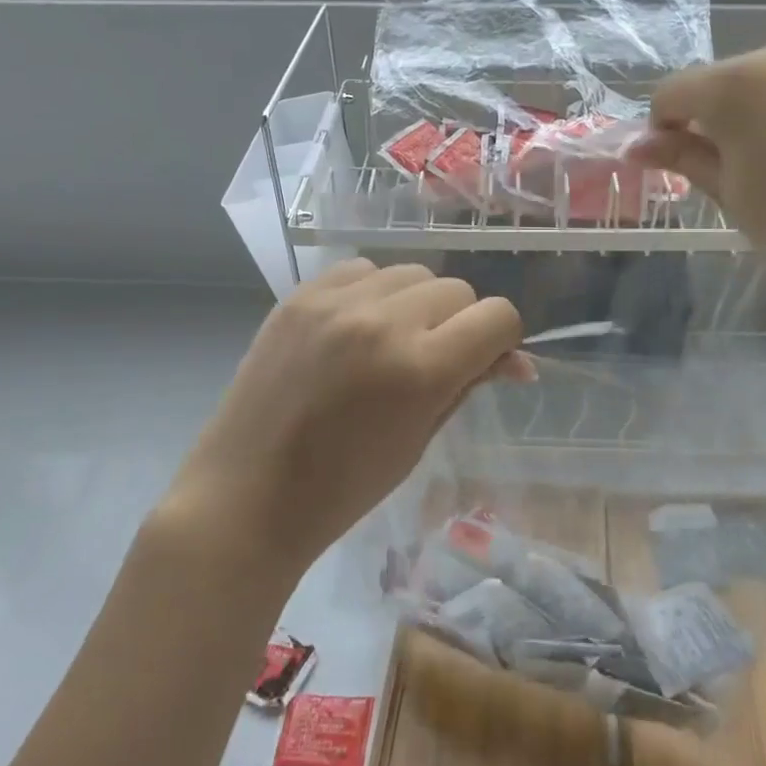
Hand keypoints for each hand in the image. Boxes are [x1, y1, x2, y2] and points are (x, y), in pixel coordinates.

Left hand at [170, 260, 530, 573]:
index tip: (486, 362)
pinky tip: (356, 327)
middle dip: (460, 323)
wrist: (247, 494)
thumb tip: (517, 361)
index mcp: (420, 369)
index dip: (502, 340)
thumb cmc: (344, 487)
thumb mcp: (420, 439)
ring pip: (412, 273)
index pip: (497, 317)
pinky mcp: (300, 296)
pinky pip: (362, 270)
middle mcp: (382, 322)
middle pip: (458, 289)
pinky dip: (373, 293)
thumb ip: (468, 385)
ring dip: (417, 303)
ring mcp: (335, 302)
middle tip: (434, 361)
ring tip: (392, 341)